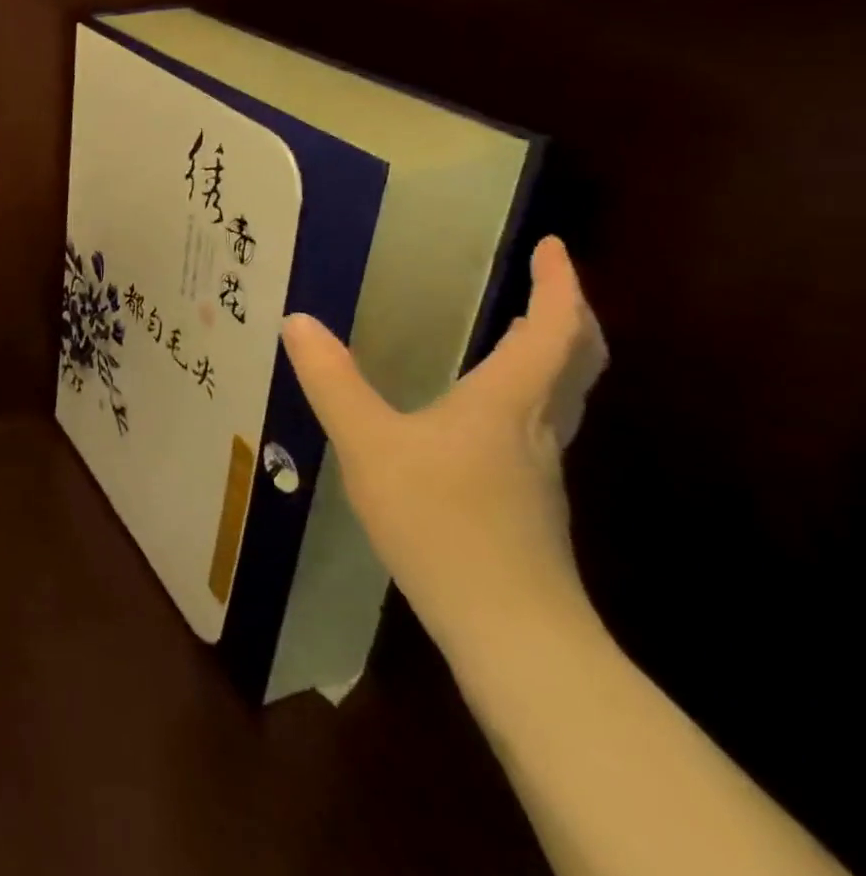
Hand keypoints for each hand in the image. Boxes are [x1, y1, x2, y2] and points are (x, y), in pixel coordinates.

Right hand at [280, 237, 608, 658]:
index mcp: (509, 402)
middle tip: (545, 283)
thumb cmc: (442, 521)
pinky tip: (483, 410)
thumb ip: (332, 381)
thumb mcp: (368, 444)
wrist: (510, 629)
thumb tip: (297, 320)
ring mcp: (538, 468)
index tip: (553, 246)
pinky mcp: (527, 500)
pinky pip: (539, 424)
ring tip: (520, 331)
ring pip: (564, 395)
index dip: (558, 284)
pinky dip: (529, 393)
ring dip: (553, 354)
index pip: (554, 330)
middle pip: (577, 361)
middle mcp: (537, 428)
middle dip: (568, 314)